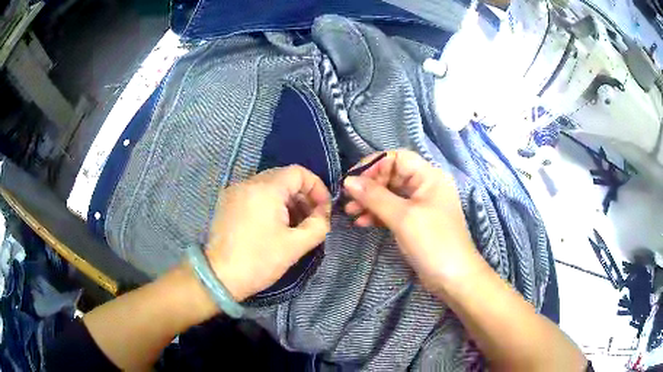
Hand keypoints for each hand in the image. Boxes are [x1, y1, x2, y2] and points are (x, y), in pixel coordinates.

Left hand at [205, 165, 330, 300]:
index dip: (316, 187)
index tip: (323, 209)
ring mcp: (234, 192)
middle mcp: (248, 183)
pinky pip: (254, 195)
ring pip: (268, 186)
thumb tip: (323, 214)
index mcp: (265, 189)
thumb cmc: (259, 261)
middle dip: (302, 196)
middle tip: (311, 218)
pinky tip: (274, 226)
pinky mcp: (227, 203)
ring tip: (295, 225)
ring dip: (287, 201)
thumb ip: (318, 225)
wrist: (220, 277)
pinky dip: (270, 204)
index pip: (298, 173)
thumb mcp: (296, 245)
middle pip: (283, 178)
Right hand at [343, 150, 485, 292]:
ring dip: (369, 202)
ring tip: (351, 213)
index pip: (397, 158)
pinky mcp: (415, 221)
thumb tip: (348, 181)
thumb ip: (375, 196)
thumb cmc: (433, 242)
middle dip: (368, 186)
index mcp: (429, 176)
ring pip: (390, 194)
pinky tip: (362, 223)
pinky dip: (377, 214)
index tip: (353, 181)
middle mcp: (425, 186)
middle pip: (391, 175)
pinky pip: (393, 210)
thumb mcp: (403, 217)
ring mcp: (420, 204)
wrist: (453, 278)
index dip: (374, 165)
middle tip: (348, 200)